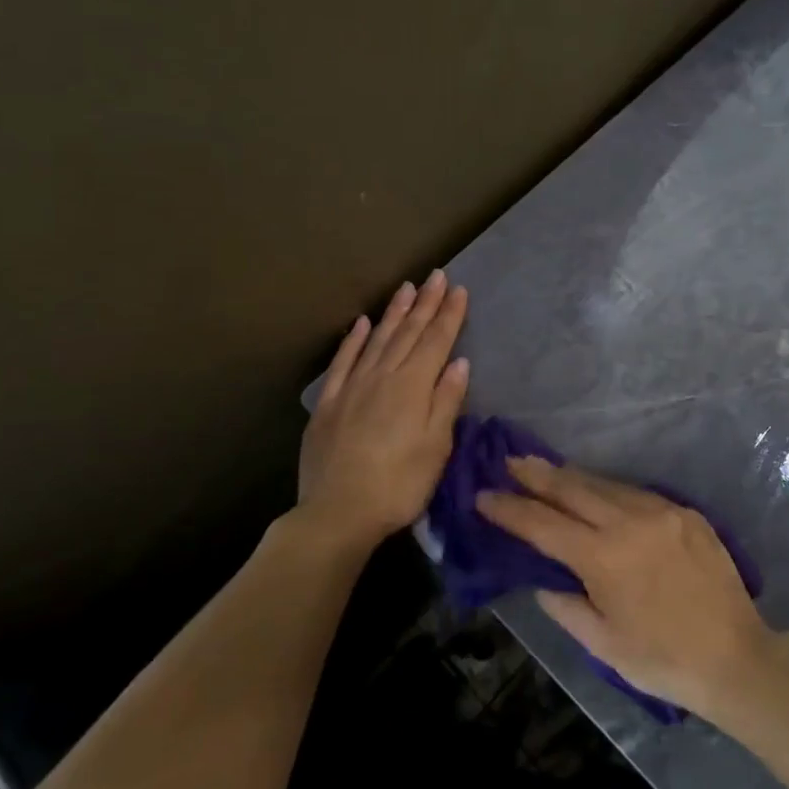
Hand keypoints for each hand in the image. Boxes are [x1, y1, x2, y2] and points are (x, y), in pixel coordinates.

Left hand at [296, 270, 468, 550]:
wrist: (337, 513)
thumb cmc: (398, 485)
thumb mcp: (435, 447)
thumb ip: (446, 401)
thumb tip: (458, 361)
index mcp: (413, 387)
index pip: (436, 341)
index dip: (449, 315)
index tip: (459, 289)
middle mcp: (383, 376)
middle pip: (408, 333)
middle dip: (425, 303)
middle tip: (436, 276)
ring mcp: (353, 387)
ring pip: (377, 339)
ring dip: (393, 312)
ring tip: (406, 287)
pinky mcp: (329, 403)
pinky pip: (343, 361)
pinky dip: (354, 339)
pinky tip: (362, 323)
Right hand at [476, 458, 774, 720]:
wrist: (736, 657)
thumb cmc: (662, 660)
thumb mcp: (602, 644)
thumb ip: (565, 605)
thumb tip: (542, 578)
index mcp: (603, 558)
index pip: (543, 525)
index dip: (509, 509)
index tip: (483, 495)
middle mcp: (629, 522)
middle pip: (572, 489)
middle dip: (536, 475)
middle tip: (509, 461)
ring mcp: (660, 511)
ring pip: (604, 484)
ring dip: (571, 477)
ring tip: (544, 469)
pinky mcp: (685, 511)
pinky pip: (636, 492)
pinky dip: (608, 489)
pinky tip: (597, 490)